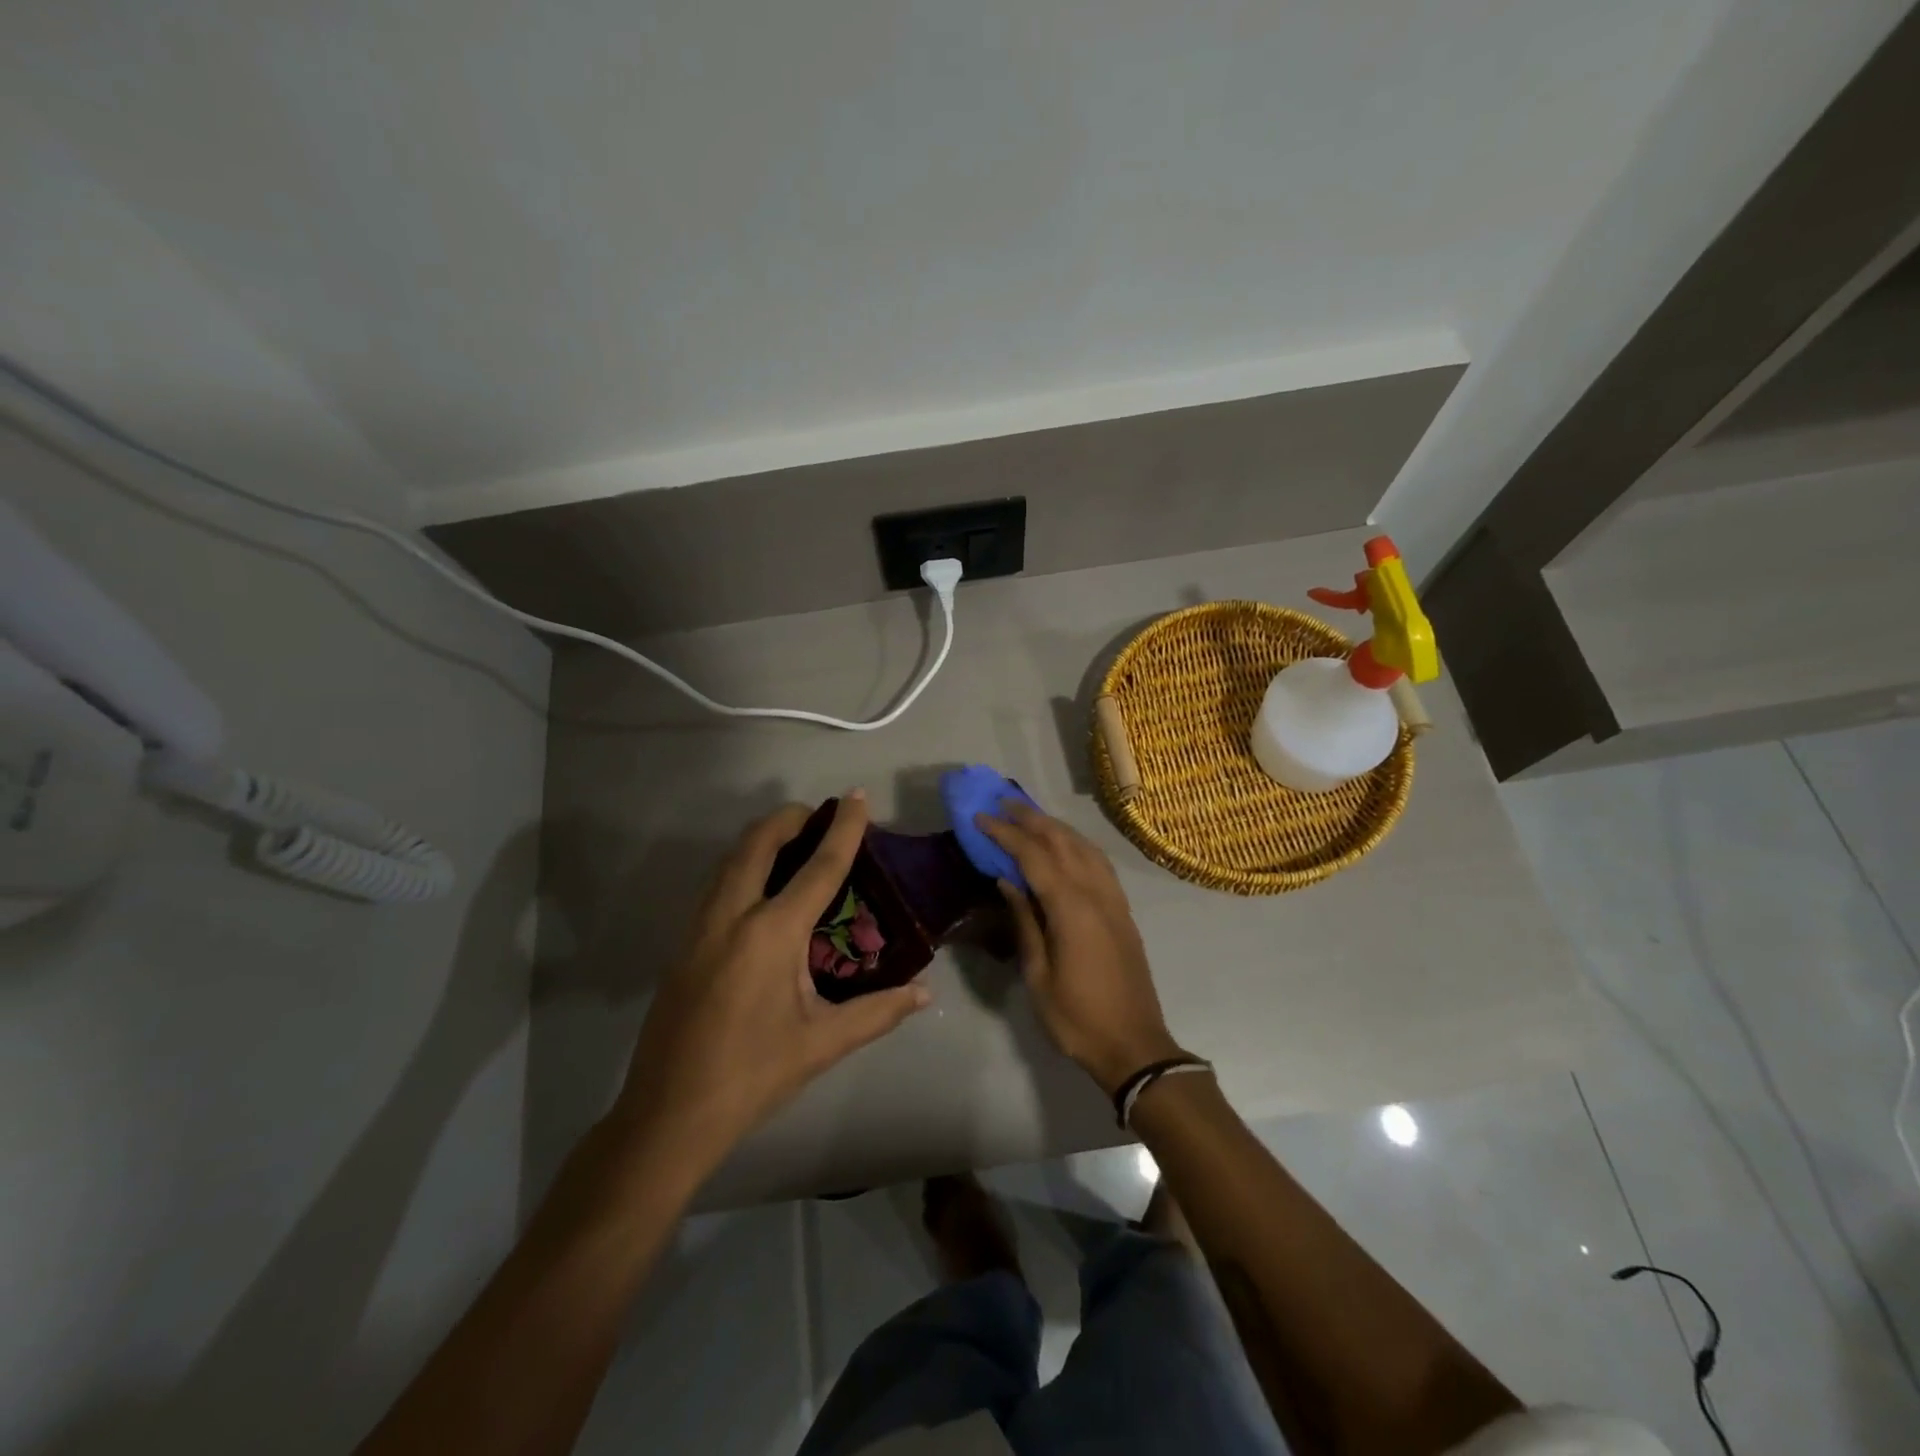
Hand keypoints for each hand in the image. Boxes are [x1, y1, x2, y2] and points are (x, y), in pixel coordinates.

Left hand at [612, 792, 929, 1164]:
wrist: (668, 1116)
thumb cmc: (752, 1076)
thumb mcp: (822, 1044)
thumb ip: (877, 1012)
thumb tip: (924, 993)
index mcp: (771, 934)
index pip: (817, 867)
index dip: (843, 828)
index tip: (857, 797)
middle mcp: (731, 916)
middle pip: (758, 843)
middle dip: (790, 818)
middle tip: (821, 816)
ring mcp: (699, 927)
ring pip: (730, 859)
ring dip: (762, 838)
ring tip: (795, 843)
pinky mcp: (683, 944)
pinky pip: (717, 884)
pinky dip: (743, 865)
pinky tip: (761, 889)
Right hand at [978, 801, 1184, 1094]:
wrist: (1134, 1046)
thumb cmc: (1076, 1017)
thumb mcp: (1038, 974)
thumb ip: (1025, 921)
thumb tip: (1008, 880)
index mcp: (1071, 908)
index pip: (1033, 856)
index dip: (1006, 833)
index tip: (981, 817)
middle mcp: (1096, 893)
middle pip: (1062, 841)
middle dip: (1031, 818)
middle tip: (1002, 802)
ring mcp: (1114, 900)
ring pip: (1085, 847)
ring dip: (1056, 827)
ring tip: (1030, 816)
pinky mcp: (1123, 912)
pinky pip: (1100, 864)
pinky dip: (1078, 845)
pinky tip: (1067, 846)